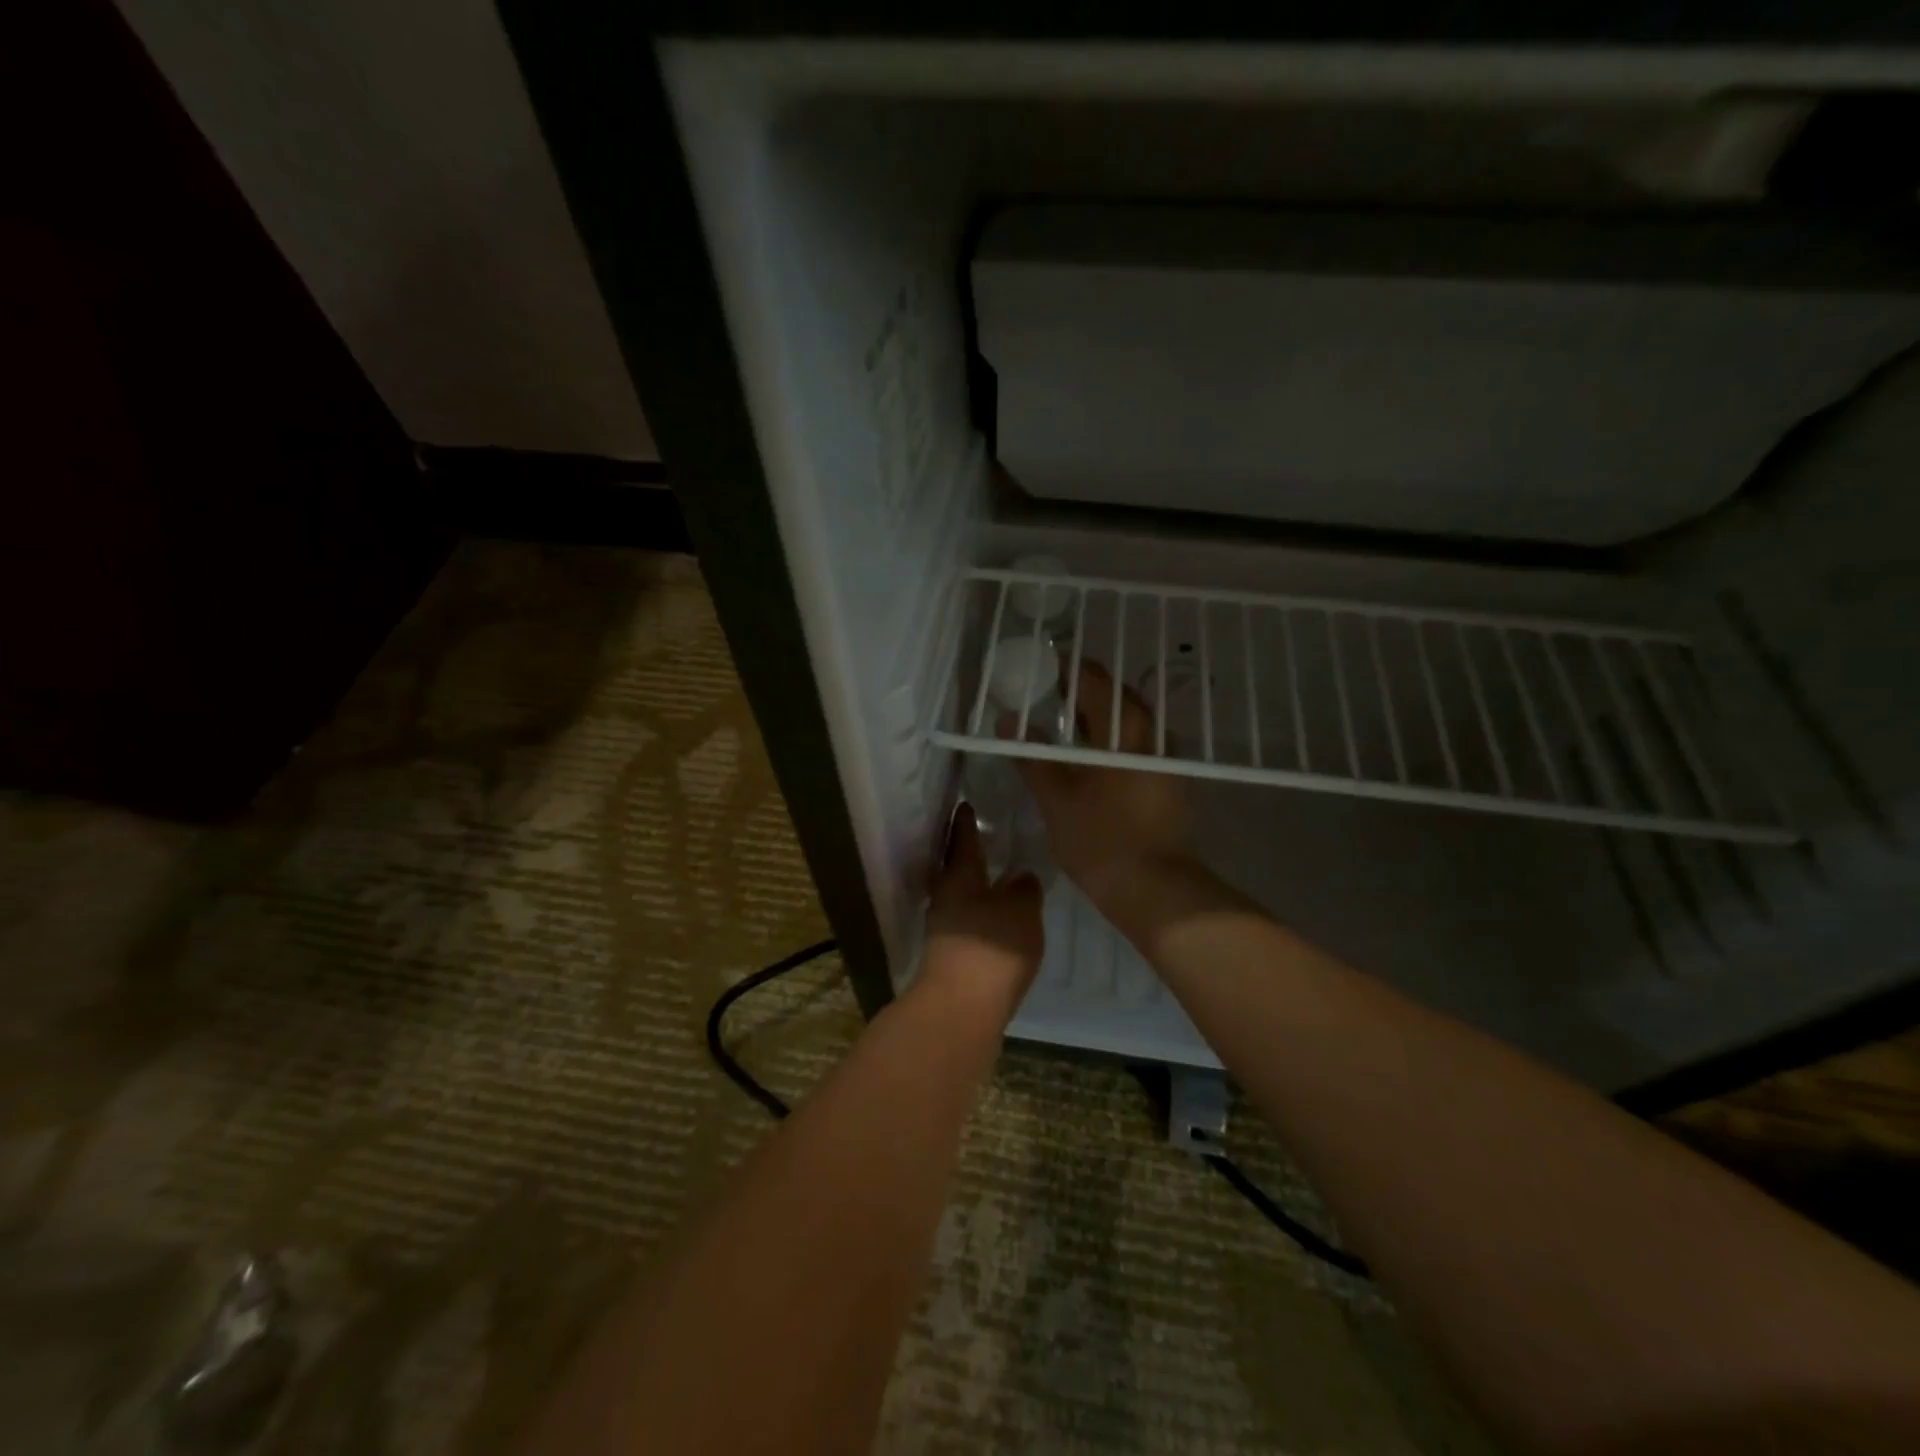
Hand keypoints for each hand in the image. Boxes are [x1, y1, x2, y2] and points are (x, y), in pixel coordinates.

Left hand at [918, 805, 1043, 1015]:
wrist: (961, 1009)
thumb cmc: (991, 948)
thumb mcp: (1020, 910)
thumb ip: (1024, 889)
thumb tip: (1021, 876)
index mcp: (959, 876)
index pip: (962, 838)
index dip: (965, 820)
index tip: (966, 803)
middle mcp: (945, 897)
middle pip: (956, 867)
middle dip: (968, 852)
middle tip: (987, 836)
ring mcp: (944, 929)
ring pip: (960, 895)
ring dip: (975, 884)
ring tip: (999, 877)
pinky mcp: (950, 956)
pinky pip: (967, 921)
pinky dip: (980, 912)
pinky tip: (998, 918)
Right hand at [1010, 662, 1193, 910]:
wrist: (1155, 889)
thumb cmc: (1100, 839)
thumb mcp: (1056, 798)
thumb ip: (1031, 756)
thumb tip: (1006, 721)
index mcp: (1124, 730)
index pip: (1095, 681)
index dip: (1068, 669)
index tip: (1044, 668)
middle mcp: (1152, 735)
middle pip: (1117, 697)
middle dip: (1085, 691)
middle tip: (1051, 696)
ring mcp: (1167, 759)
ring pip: (1131, 723)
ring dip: (1102, 716)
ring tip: (1068, 725)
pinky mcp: (1171, 781)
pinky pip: (1140, 745)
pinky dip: (1115, 740)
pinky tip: (1095, 759)